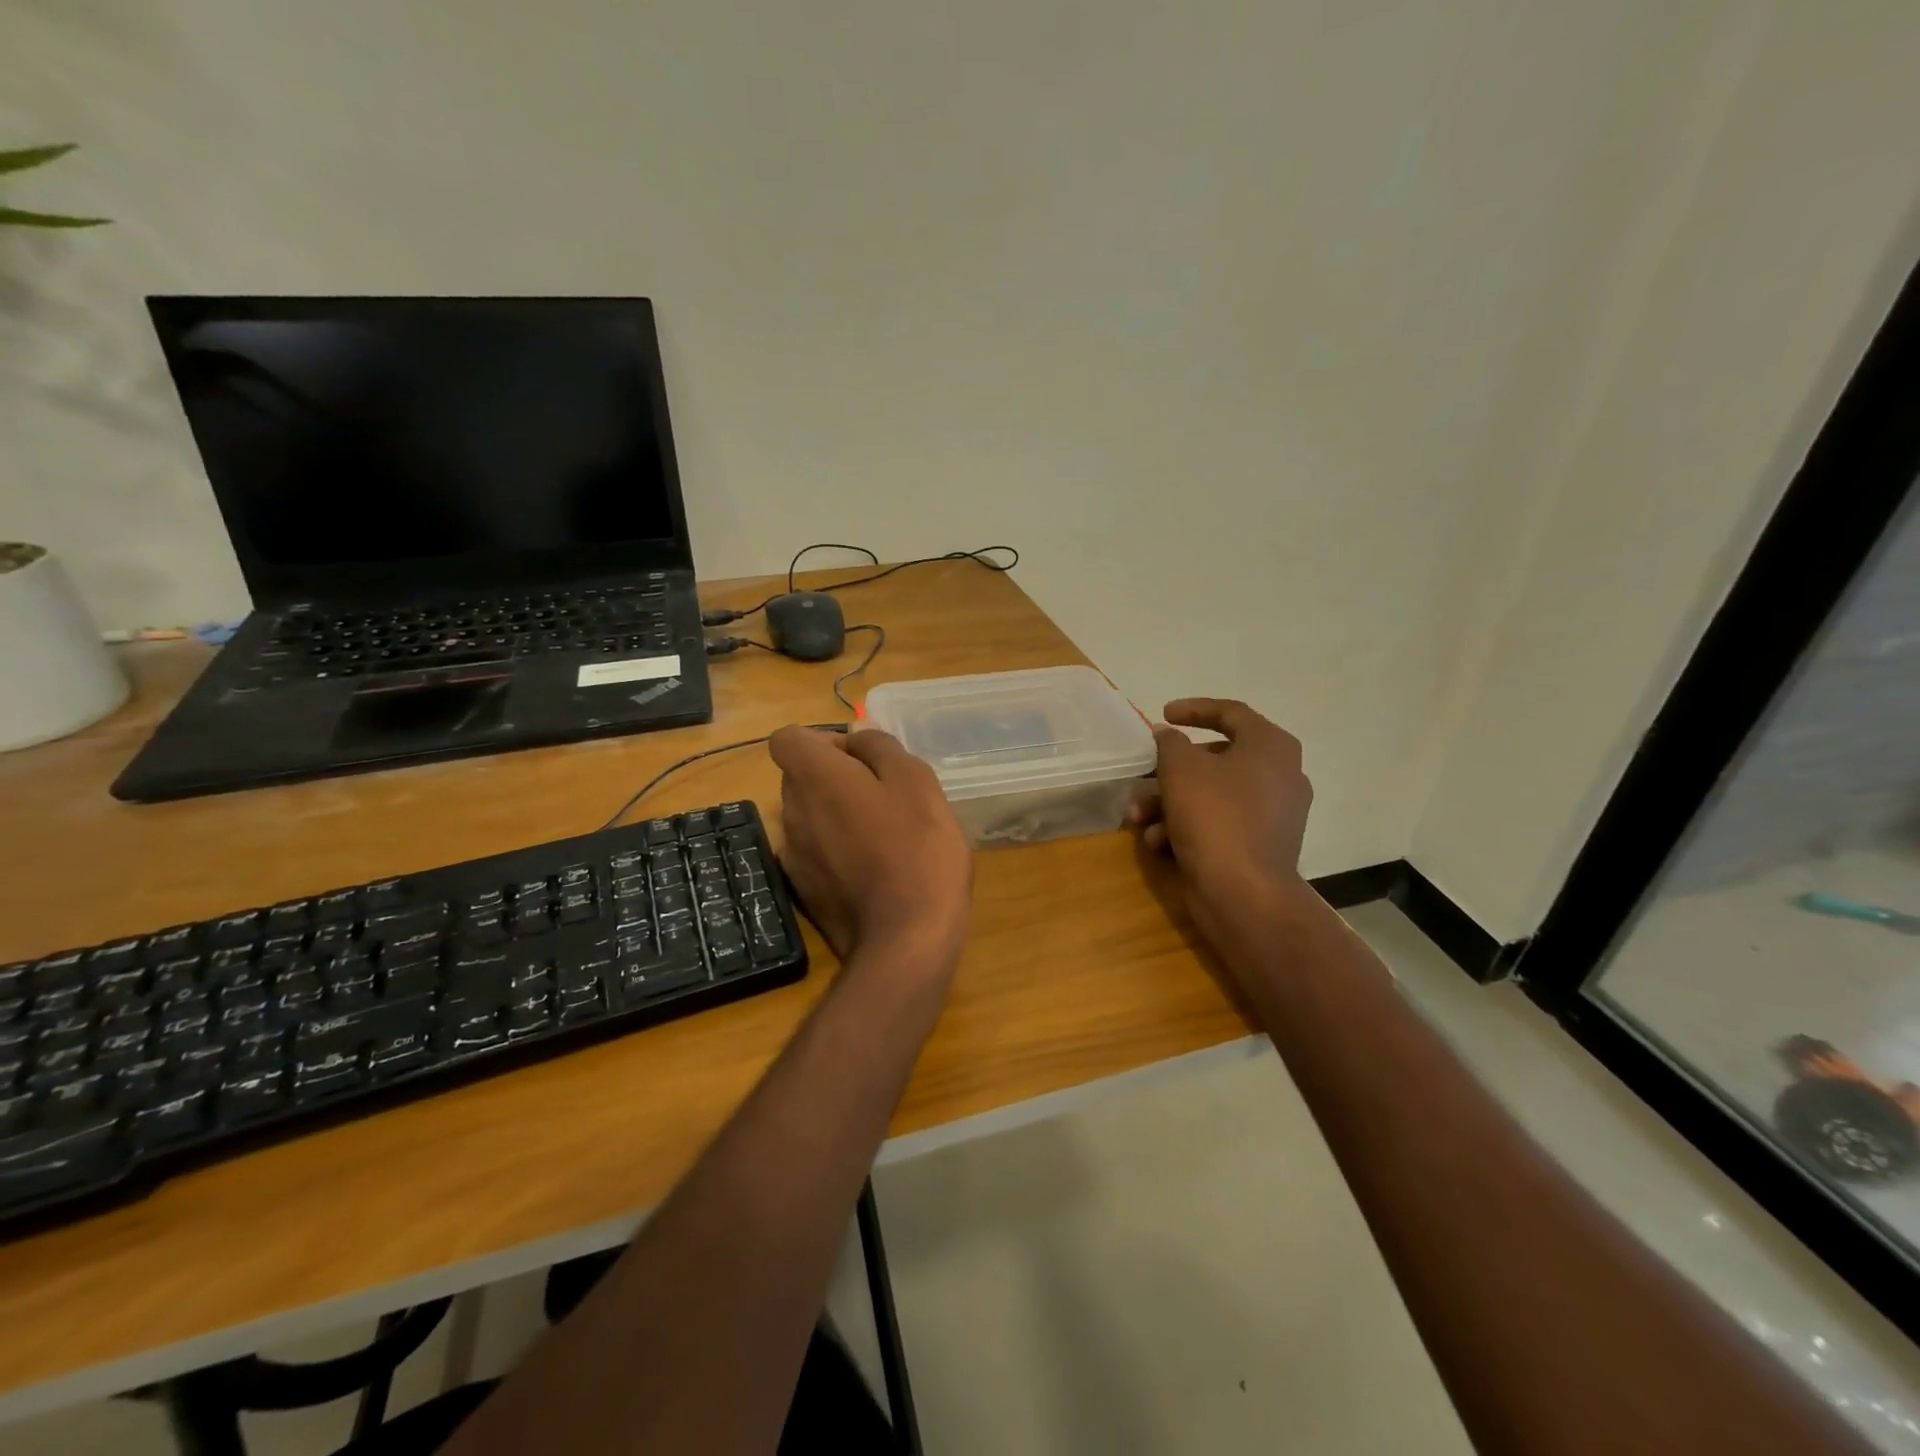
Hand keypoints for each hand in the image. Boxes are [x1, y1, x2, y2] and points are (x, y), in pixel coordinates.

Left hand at [768, 725, 972, 964]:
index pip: (787, 738)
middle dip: (837, 777)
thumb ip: (881, 748)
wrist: (906, 939)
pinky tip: (876, 869)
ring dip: (838, 814)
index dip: (822, 740)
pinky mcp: (804, 890)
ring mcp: (794, 855)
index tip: (861, 759)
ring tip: (887, 835)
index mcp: (815, 778)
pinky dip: (838, 850)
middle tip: (886, 796)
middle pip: (801, 777)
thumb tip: (857, 738)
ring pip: (810, 815)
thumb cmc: (918, 848)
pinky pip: (817, 852)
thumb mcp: (916, 780)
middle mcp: (792, 811)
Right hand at [1128, 698, 1313, 944]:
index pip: (1231, 712)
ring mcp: (1273, 814)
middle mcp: (1280, 775)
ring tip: (1138, 817)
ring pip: (1211, 794)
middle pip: (1215, 758)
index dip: (1193, 709)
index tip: (1163, 714)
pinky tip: (1159, 842)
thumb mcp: (1181, 768)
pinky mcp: (1260, 845)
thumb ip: (1170, 743)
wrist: (1243, 893)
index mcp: (1271, 747)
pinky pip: (1219, 823)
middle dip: (1170, 770)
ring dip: (1169, 802)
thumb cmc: (1214, 816)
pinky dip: (1187, 826)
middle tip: (1143, 775)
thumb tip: (1169, 736)